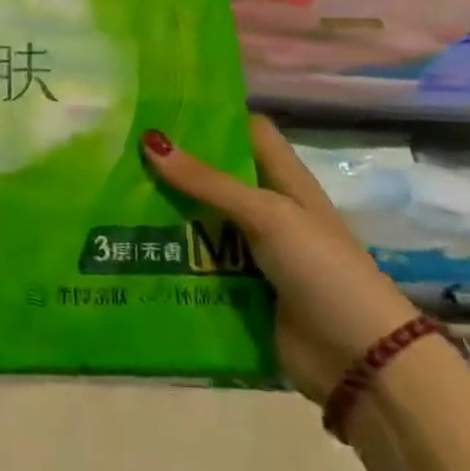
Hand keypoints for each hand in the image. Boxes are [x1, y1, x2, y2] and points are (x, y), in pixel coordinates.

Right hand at [143, 115, 418, 402]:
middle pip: (211, 176)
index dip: (211, 116)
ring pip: (195, 219)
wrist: (362, 364)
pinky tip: (122, 242)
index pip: (246, 133)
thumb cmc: (323, 271)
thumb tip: (149, 140)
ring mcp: (248, 252)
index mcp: (283, 182)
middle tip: (115, 146)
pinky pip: (192, 262)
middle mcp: (264, 211)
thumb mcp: (268, 215)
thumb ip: (208, 181)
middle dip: (170, 164)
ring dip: (159, 210)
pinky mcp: (234, 288)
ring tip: (107, 190)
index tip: (160, 106)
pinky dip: (163, 253)